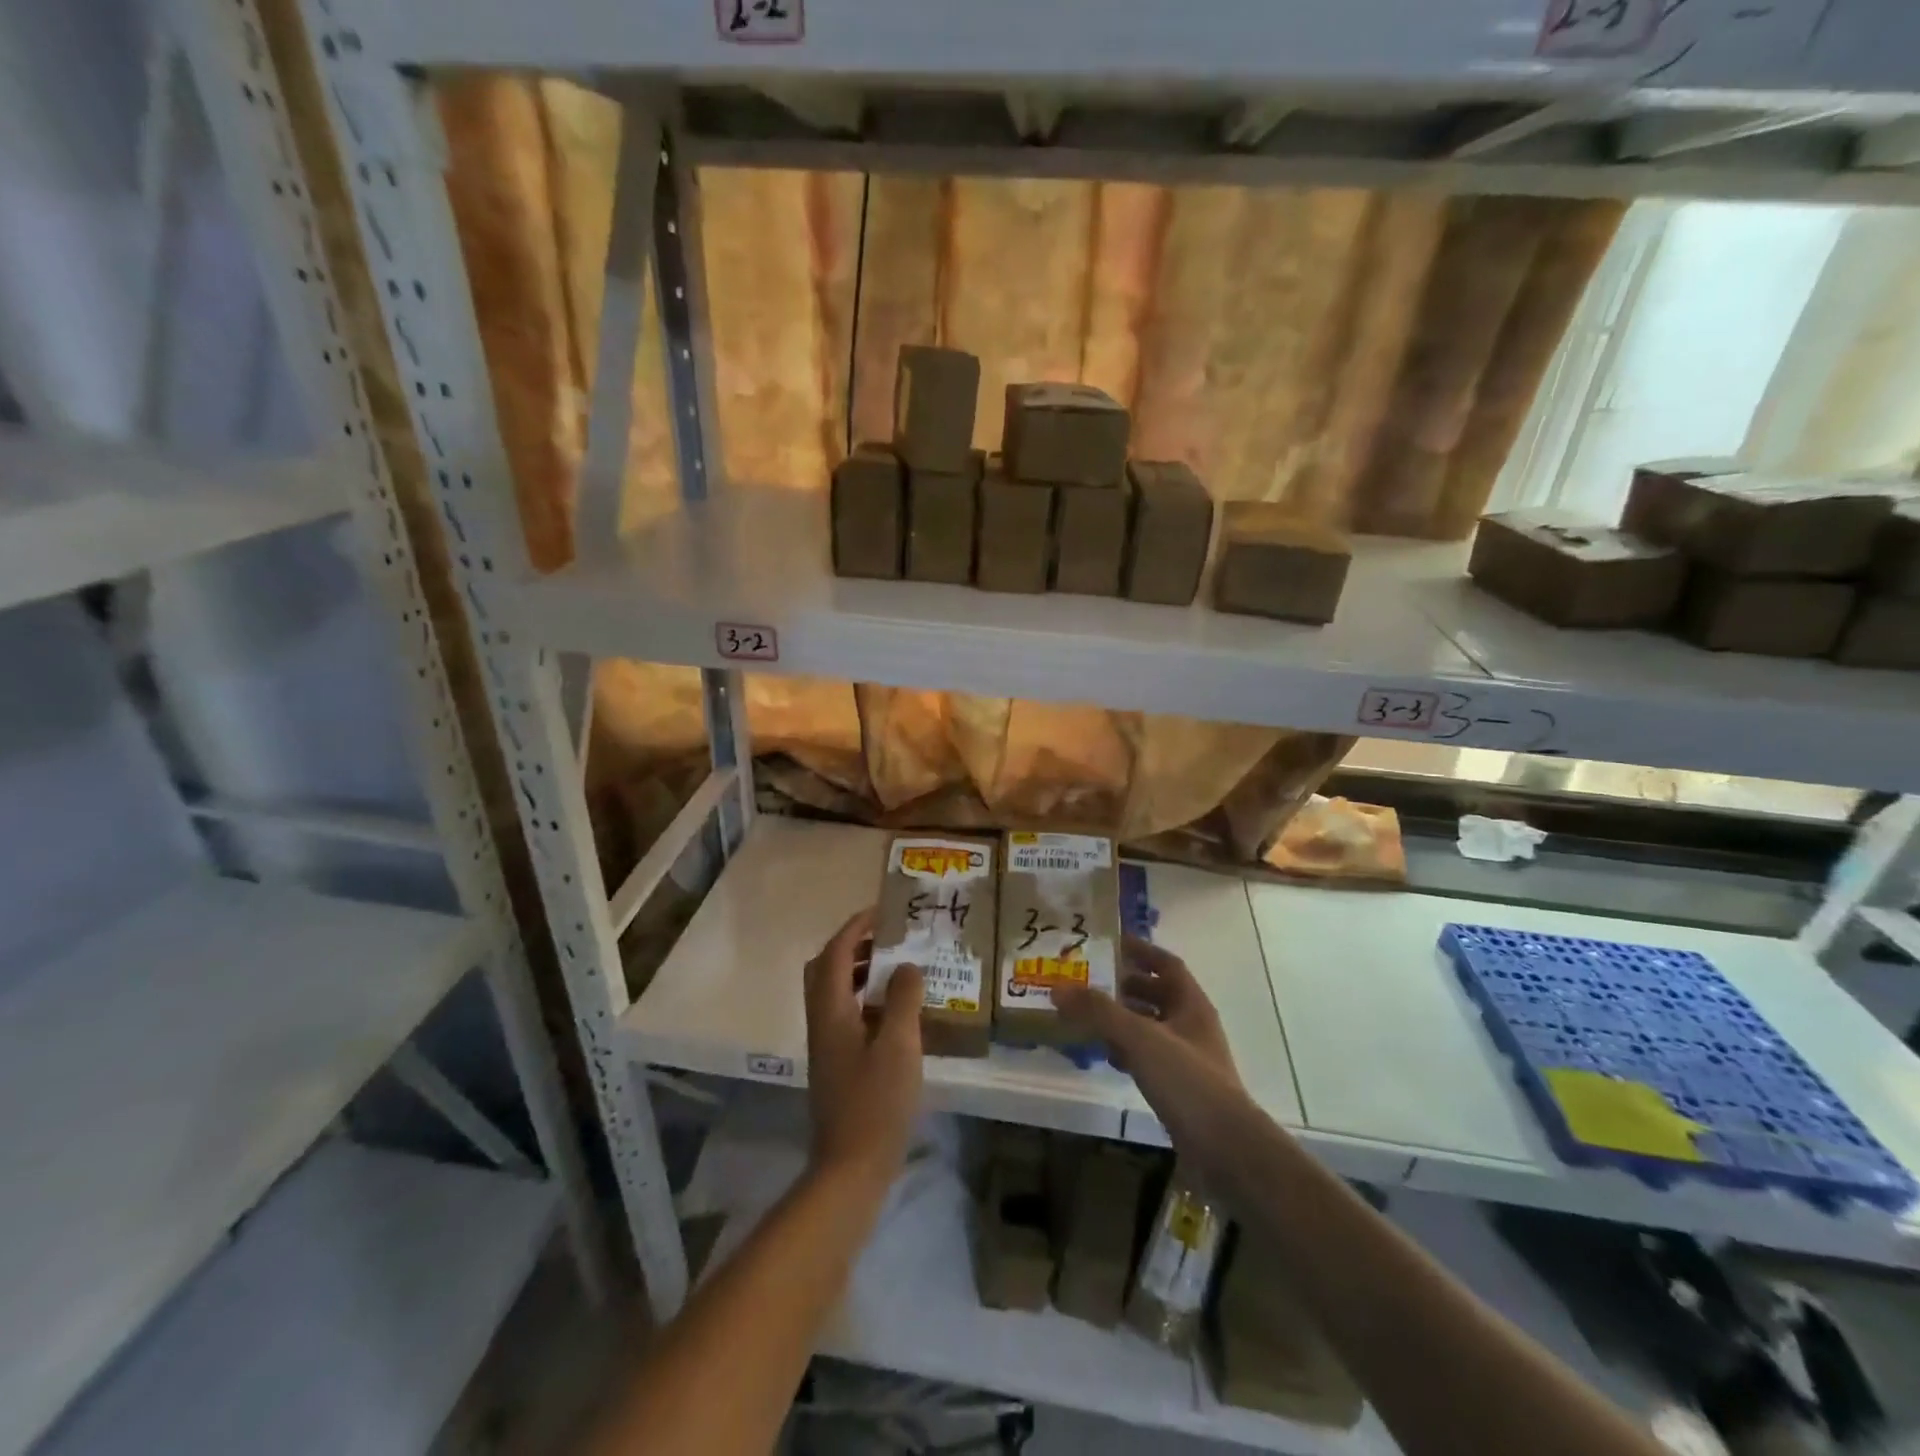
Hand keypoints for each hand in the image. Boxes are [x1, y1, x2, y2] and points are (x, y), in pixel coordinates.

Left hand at [803, 907, 924, 1190]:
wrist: (851, 1167)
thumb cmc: (876, 1102)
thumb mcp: (899, 1045)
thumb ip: (903, 999)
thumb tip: (906, 965)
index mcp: (830, 1011)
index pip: (834, 953)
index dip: (855, 927)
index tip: (881, 912)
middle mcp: (821, 1021)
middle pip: (825, 969)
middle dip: (853, 946)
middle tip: (887, 938)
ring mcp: (827, 1045)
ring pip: (834, 992)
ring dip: (859, 972)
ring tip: (895, 968)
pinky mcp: (837, 1063)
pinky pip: (845, 1013)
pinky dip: (865, 998)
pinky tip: (895, 1012)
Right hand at [1055, 936, 1251, 1156]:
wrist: (1226, 1151)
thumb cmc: (1188, 1081)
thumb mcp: (1139, 1038)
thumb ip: (1099, 1011)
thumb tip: (1057, 987)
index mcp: (1191, 1005)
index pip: (1167, 965)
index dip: (1142, 951)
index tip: (1111, 942)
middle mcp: (1192, 1026)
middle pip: (1158, 995)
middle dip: (1126, 985)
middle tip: (1089, 979)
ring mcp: (1188, 1059)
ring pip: (1151, 1027)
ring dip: (1123, 1019)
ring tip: (1088, 1015)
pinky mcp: (1179, 1089)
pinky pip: (1148, 1058)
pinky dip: (1126, 1051)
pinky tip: (1105, 1056)